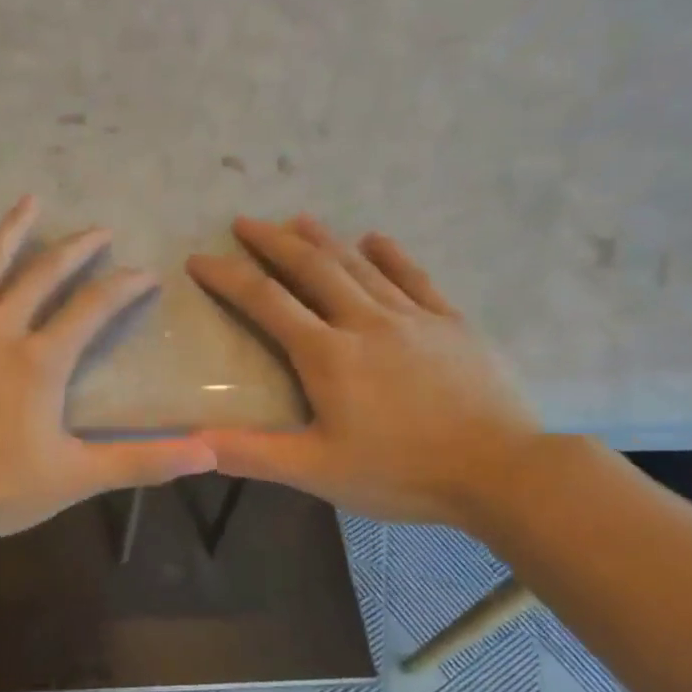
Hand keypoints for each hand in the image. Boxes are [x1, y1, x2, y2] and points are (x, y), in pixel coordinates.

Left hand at [0, 197, 215, 549]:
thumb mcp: (73, 479)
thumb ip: (142, 461)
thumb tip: (211, 452)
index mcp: (39, 361)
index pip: (94, 309)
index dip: (124, 288)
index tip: (145, 274)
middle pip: (43, 275)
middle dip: (76, 250)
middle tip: (99, 231)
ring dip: (12, 231)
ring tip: (31, 201)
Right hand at [186, 215, 543, 529]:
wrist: (501, 471)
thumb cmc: (402, 473)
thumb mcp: (317, 472)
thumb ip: (251, 453)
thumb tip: (189, 444)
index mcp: (328, 354)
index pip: (266, 302)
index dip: (229, 277)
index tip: (200, 259)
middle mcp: (365, 321)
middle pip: (312, 267)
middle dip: (273, 242)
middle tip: (245, 222)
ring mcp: (413, 317)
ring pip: (359, 265)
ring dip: (324, 239)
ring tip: (298, 219)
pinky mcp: (451, 324)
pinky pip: (415, 277)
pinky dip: (390, 255)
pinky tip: (375, 239)